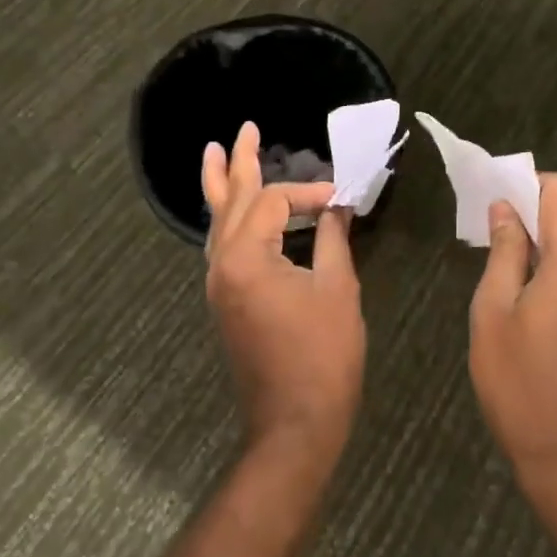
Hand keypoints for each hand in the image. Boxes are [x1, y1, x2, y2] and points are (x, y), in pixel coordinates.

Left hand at [203, 123, 365, 464]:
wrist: (294, 426)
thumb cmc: (322, 356)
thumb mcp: (337, 289)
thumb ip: (332, 239)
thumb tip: (336, 207)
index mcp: (247, 258)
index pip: (273, 201)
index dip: (308, 193)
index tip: (340, 199)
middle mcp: (222, 266)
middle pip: (228, 201)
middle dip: (238, 163)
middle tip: (243, 129)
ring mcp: (219, 285)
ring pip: (217, 223)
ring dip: (220, 187)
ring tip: (215, 155)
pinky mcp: (225, 302)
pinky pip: (221, 246)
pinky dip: (227, 220)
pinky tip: (232, 211)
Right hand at [468, 174, 556, 493]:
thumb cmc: (522, 386)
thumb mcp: (494, 313)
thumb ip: (504, 253)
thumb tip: (506, 209)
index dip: (529, 184)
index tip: (497, 200)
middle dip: (529, 225)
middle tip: (488, 248)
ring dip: (542, 259)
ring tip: (505, 292)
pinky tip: (531, 320)